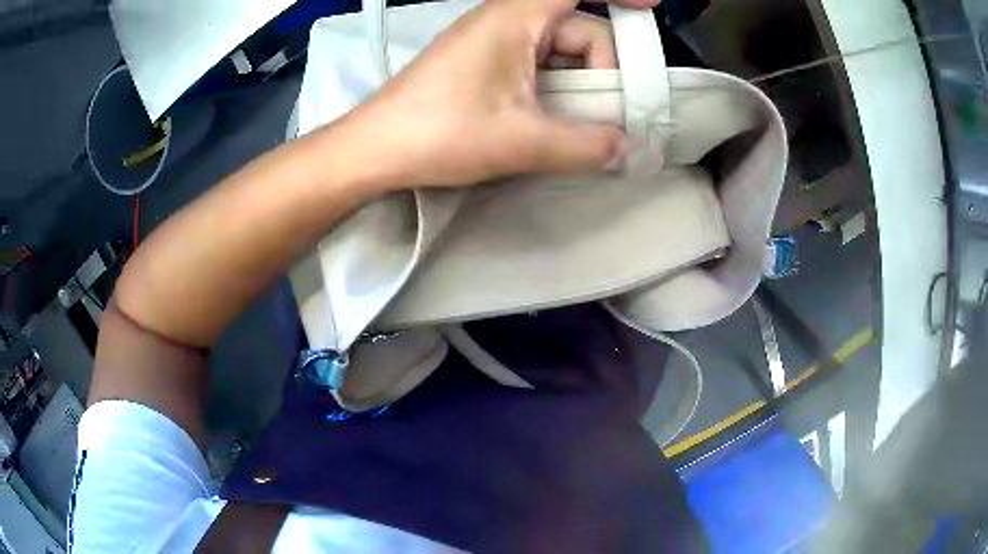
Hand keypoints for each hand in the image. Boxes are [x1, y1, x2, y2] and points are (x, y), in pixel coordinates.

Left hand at [344, 0, 657, 188]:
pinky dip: (560, 88)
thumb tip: (628, 149)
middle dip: (606, 70)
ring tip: (587, 126)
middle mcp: (507, 20)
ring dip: (583, 84)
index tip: (652, 7)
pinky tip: (559, 120)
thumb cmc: (440, 134)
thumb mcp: (521, 142)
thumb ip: (585, 145)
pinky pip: (539, 64)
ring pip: (561, 51)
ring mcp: (495, 42)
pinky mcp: (486, 63)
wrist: (376, 149)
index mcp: (515, 19)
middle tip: (614, 116)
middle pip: (580, 30)